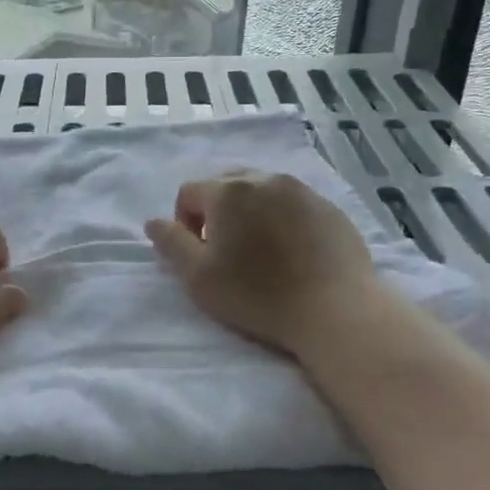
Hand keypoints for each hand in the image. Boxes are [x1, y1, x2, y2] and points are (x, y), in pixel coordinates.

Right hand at [146, 172, 384, 358]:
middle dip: (217, 213)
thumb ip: (171, 244)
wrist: (336, 310)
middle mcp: (265, 179)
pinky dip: (282, 220)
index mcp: (229, 192)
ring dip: (250, 213)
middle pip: (226, 185)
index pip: (189, 192)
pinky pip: (293, 204)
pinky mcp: (330, 208)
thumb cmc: (258, 296)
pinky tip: (292, 254)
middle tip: (227, 252)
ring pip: (261, 191)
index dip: (184, 223)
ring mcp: (302, 191)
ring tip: (260, 252)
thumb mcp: (198, 277)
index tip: (199, 255)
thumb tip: (154, 222)